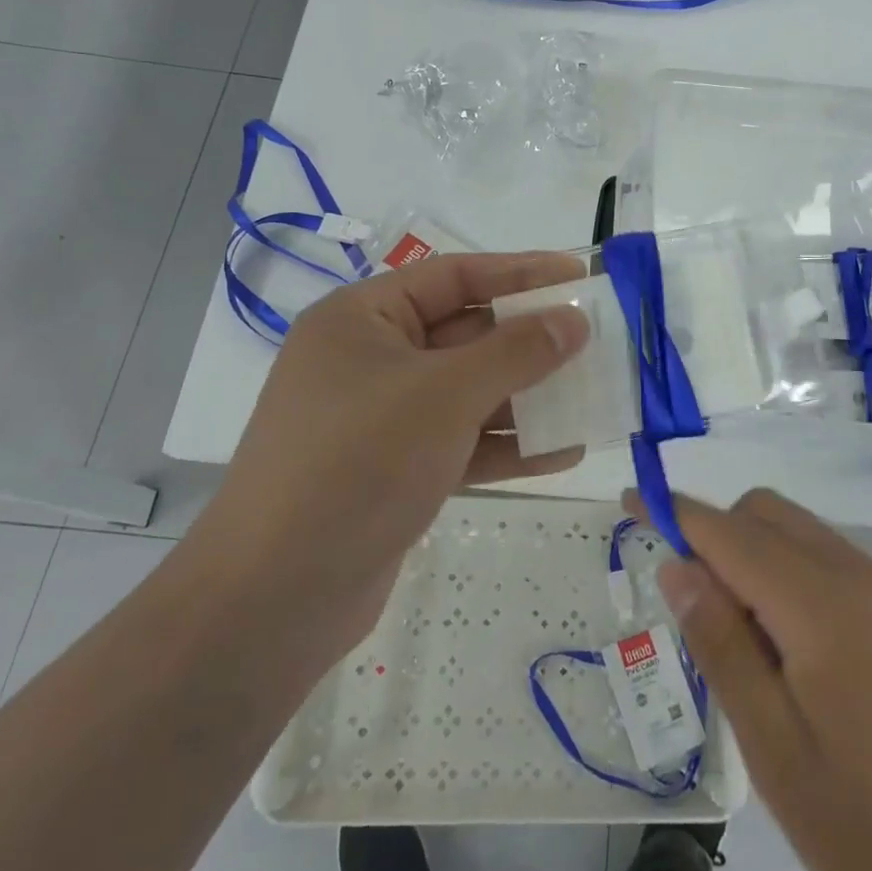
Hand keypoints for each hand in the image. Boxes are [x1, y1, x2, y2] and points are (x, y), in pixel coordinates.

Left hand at [196, 252, 589, 660]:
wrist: (275, 597)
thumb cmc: (358, 463)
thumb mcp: (445, 395)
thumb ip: (516, 352)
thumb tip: (573, 321)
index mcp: (363, 319)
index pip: (454, 276)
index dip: (520, 272)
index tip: (579, 276)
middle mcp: (371, 360)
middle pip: (466, 334)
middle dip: (531, 340)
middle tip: (596, 340)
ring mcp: (383, 419)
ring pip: (470, 393)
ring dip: (529, 396)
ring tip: (593, 395)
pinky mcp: (396, 471)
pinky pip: (463, 442)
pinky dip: (508, 446)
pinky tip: (564, 453)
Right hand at [654, 489, 871, 870]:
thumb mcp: (779, 756)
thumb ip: (724, 647)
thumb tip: (680, 567)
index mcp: (824, 606)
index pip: (729, 531)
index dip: (674, 512)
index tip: (631, 503)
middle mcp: (866, 579)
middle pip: (770, 514)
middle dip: (718, 536)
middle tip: (698, 614)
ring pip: (807, 537)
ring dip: (760, 561)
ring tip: (753, 651)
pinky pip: (842, 568)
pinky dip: (800, 581)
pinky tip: (808, 661)